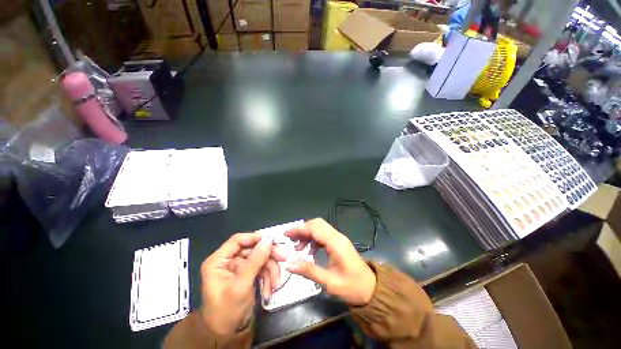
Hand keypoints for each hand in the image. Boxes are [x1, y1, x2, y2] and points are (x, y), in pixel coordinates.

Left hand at [199, 233, 284, 335]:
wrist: (226, 335)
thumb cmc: (227, 310)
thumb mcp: (241, 285)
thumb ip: (255, 260)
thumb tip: (268, 239)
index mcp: (219, 260)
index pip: (238, 240)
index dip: (255, 238)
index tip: (272, 241)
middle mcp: (229, 261)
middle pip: (253, 249)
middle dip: (268, 257)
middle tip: (283, 258)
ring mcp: (239, 268)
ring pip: (260, 259)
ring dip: (270, 270)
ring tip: (275, 284)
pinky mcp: (248, 274)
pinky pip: (262, 269)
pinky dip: (268, 278)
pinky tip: (270, 289)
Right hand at [285, 218, 376, 305]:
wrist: (371, 289)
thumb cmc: (352, 287)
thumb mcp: (329, 282)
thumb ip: (309, 271)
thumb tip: (289, 264)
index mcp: (335, 243)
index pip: (315, 228)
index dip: (299, 229)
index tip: (286, 234)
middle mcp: (337, 236)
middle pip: (317, 224)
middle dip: (302, 229)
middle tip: (290, 240)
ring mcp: (339, 239)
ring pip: (320, 229)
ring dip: (308, 234)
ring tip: (298, 248)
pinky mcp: (339, 243)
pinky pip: (323, 236)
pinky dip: (314, 240)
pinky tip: (309, 252)